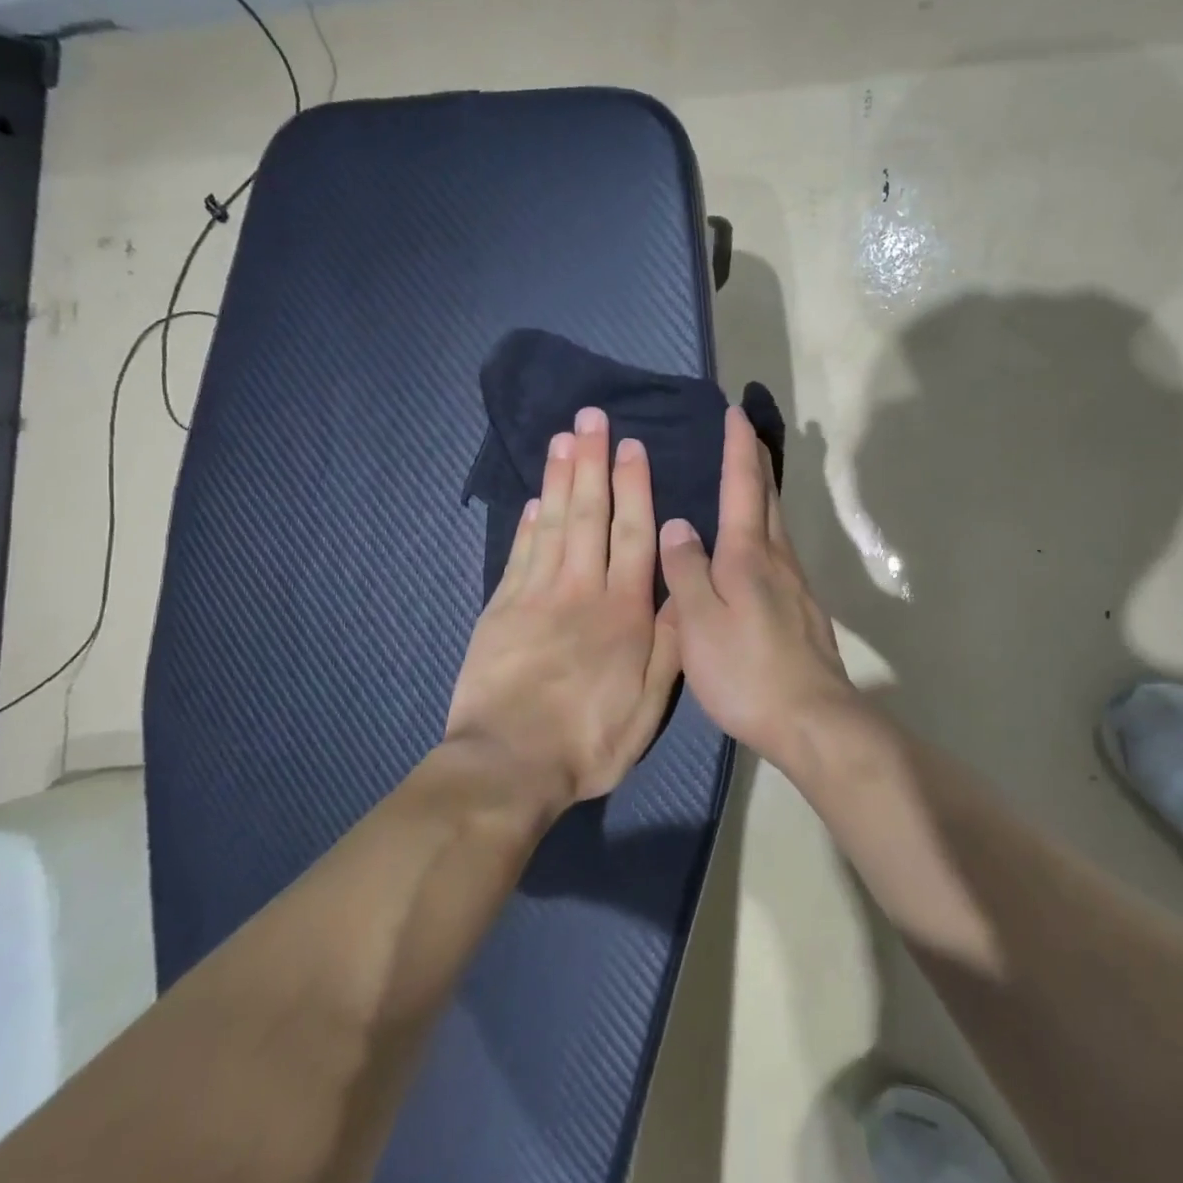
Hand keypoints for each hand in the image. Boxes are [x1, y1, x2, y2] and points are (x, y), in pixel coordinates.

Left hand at [445, 407, 680, 809]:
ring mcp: (535, 595)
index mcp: (623, 611)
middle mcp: (581, 590)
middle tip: (592, 418)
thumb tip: (682, 590)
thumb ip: (668, 644)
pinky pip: (519, 554)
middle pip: (589, 514)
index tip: (631, 446)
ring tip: (563, 438)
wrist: (507, 765)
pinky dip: (528, 522)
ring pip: (552, 523)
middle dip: (592, 462)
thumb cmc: (589, 739)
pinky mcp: (500, 609)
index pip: (633, 534)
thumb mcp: (649, 705)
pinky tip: (534, 498)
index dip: (634, 486)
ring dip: (559, 478)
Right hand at [658, 407, 857, 764]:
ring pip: (776, 526)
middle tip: (747, 434)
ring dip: (763, 495)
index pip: (743, 486)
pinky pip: (779, 553)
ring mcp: (796, 584)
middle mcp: (778, 559)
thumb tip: (678, 524)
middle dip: (757, 462)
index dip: (739, 449)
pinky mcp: (803, 609)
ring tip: (748, 481)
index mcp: (749, 554)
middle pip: (767, 499)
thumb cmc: (746, 669)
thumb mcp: (699, 621)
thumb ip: (685, 570)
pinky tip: (755, 549)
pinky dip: (765, 531)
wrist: (812, 718)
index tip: (736, 414)